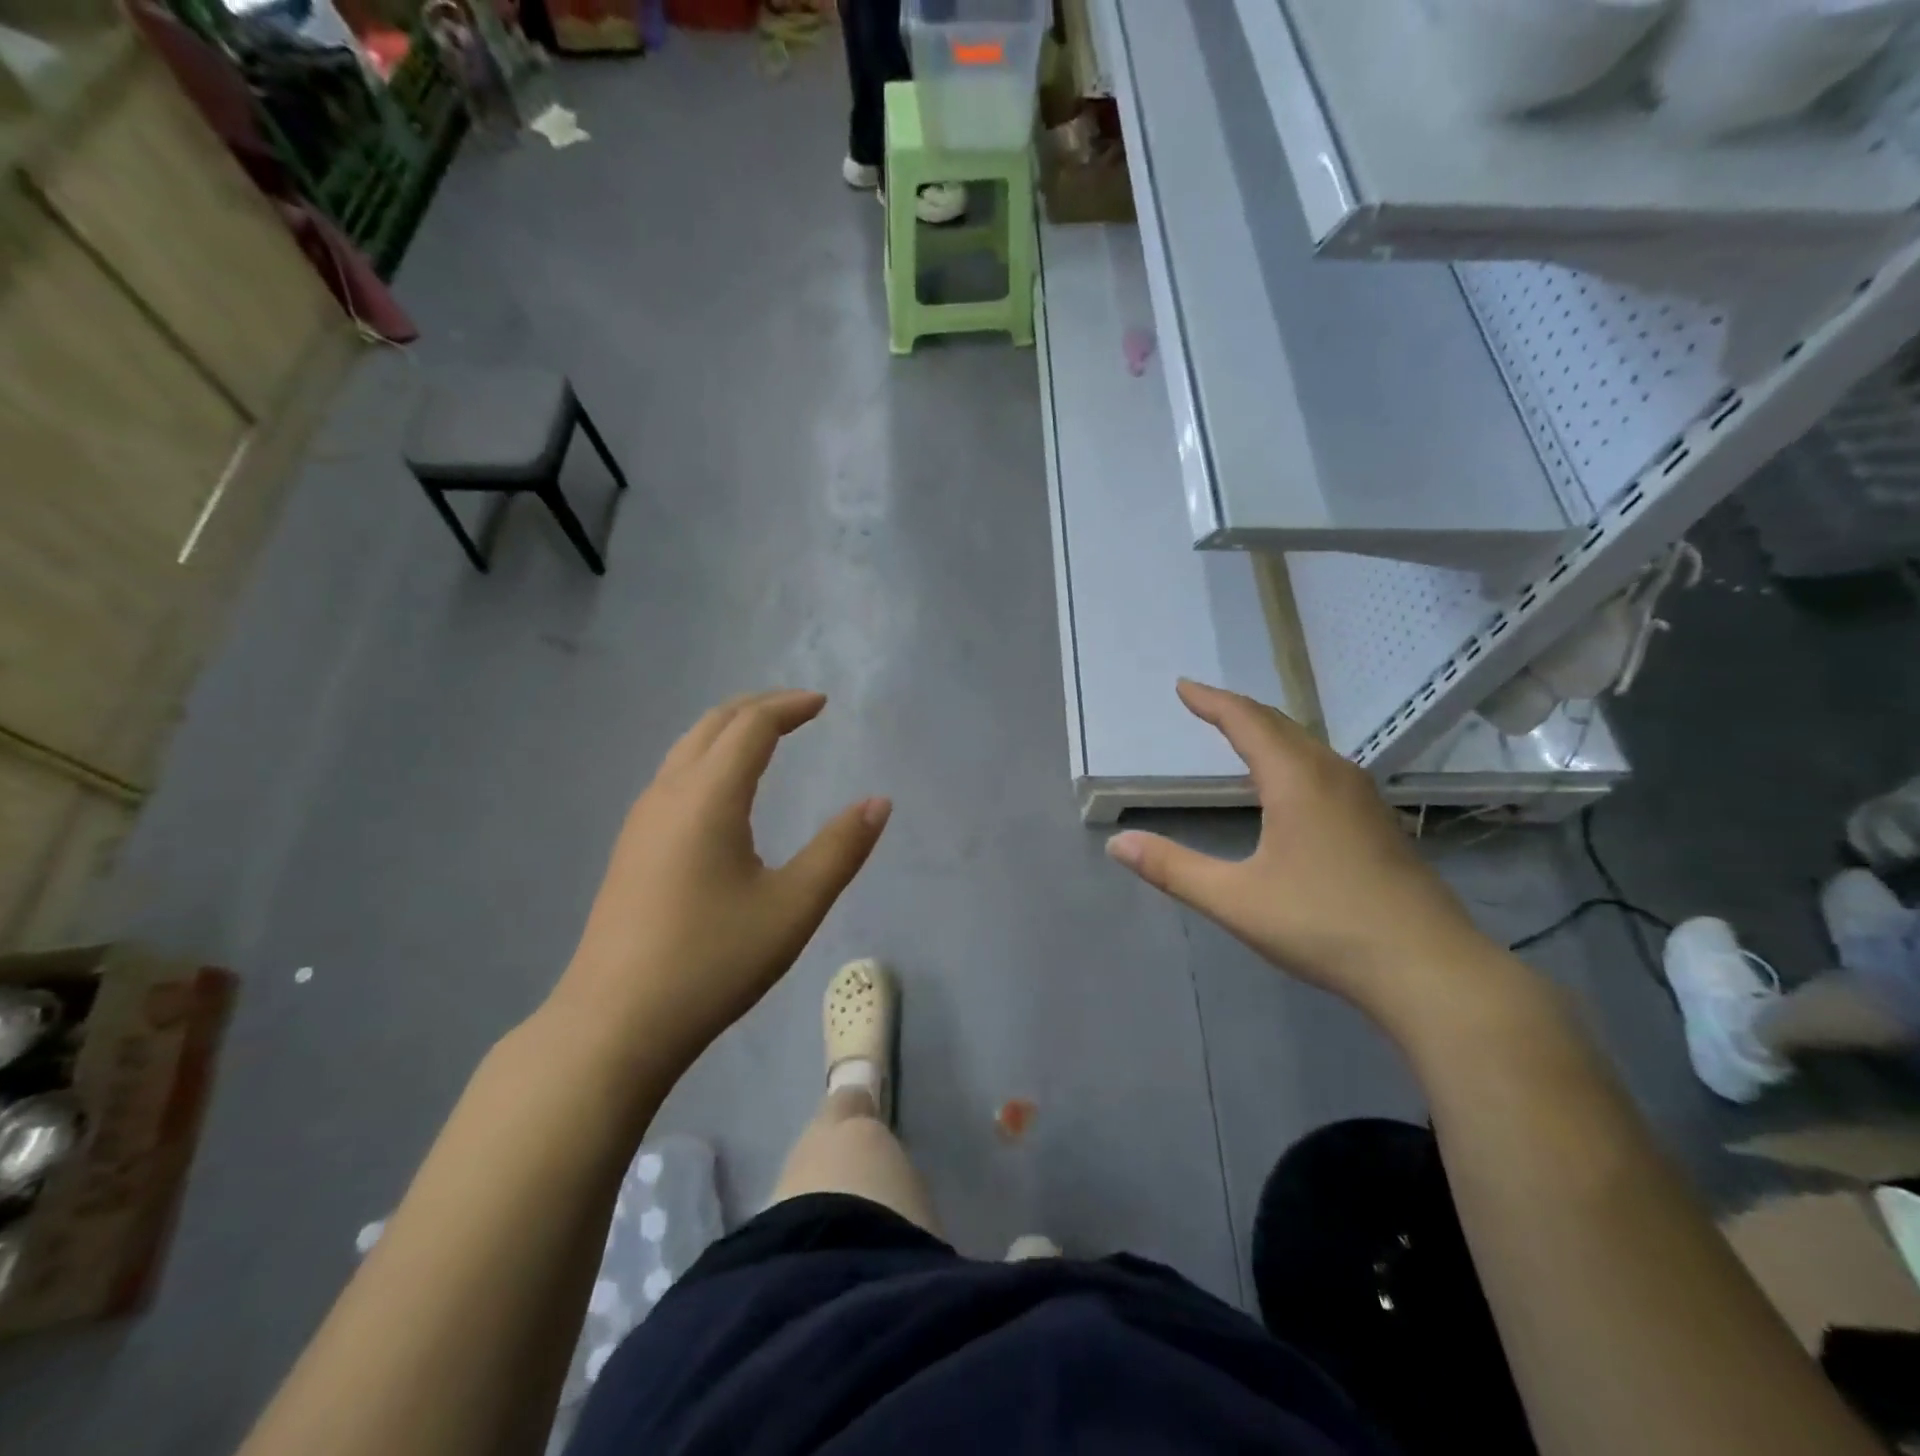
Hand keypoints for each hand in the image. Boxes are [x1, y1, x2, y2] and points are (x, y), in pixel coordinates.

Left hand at [551, 690, 889, 1066]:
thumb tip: (879, 802)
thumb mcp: (793, 908)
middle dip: (758, 707)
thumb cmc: (712, 962)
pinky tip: (723, 791)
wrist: (614, 1025)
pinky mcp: (630, 848)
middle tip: (798, 709)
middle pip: (713, 725)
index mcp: (708, 798)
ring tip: (766, 738)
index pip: (751, 726)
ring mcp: (641, 821)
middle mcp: (668, 795)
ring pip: (686, 749)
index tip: (823, 704)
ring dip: (729, 730)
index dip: (789, 707)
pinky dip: (708, 758)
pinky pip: (673, 776)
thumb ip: (840, 849)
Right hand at [1105, 681, 1495, 1018]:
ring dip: (1269, 733)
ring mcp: (1363, 799)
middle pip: (1280, 726)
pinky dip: (1292, 757)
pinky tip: (1290, 785)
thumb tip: (1117, 844)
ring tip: (1240, 735)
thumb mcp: (1235, 900)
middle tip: (1205, 704)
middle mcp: (1333, 776)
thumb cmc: (1324, 925)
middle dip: (1238, 710)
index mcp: (1297, 781)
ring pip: (1308, 746)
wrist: (1429, 968)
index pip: (1247, 722)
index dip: (1211, 701)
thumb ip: (1173, 869)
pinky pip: (1325, 769)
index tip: (1183, 686)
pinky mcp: (1378, 823)